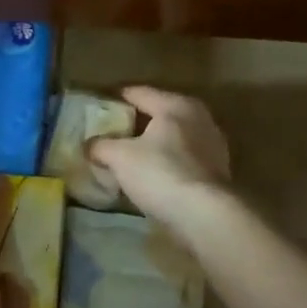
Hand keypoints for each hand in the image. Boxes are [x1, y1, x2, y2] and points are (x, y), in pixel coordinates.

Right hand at [86, 86, 231, 230]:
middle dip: (135, 123)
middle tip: (111, 133)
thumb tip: (89, 145)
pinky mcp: (216, 172)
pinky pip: (183, 159)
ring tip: (130, 157)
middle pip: (159, 114)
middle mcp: (199, 118)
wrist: (204, 214)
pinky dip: (167, 163)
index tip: (98, 107)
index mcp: (176, 105)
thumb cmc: (160, 173)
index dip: (116, 98)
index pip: (139, 93)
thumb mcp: (119, 157)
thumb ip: (101, 146)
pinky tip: (152, 176)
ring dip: (153, 145)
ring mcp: (212, 145)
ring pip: (173, 138)